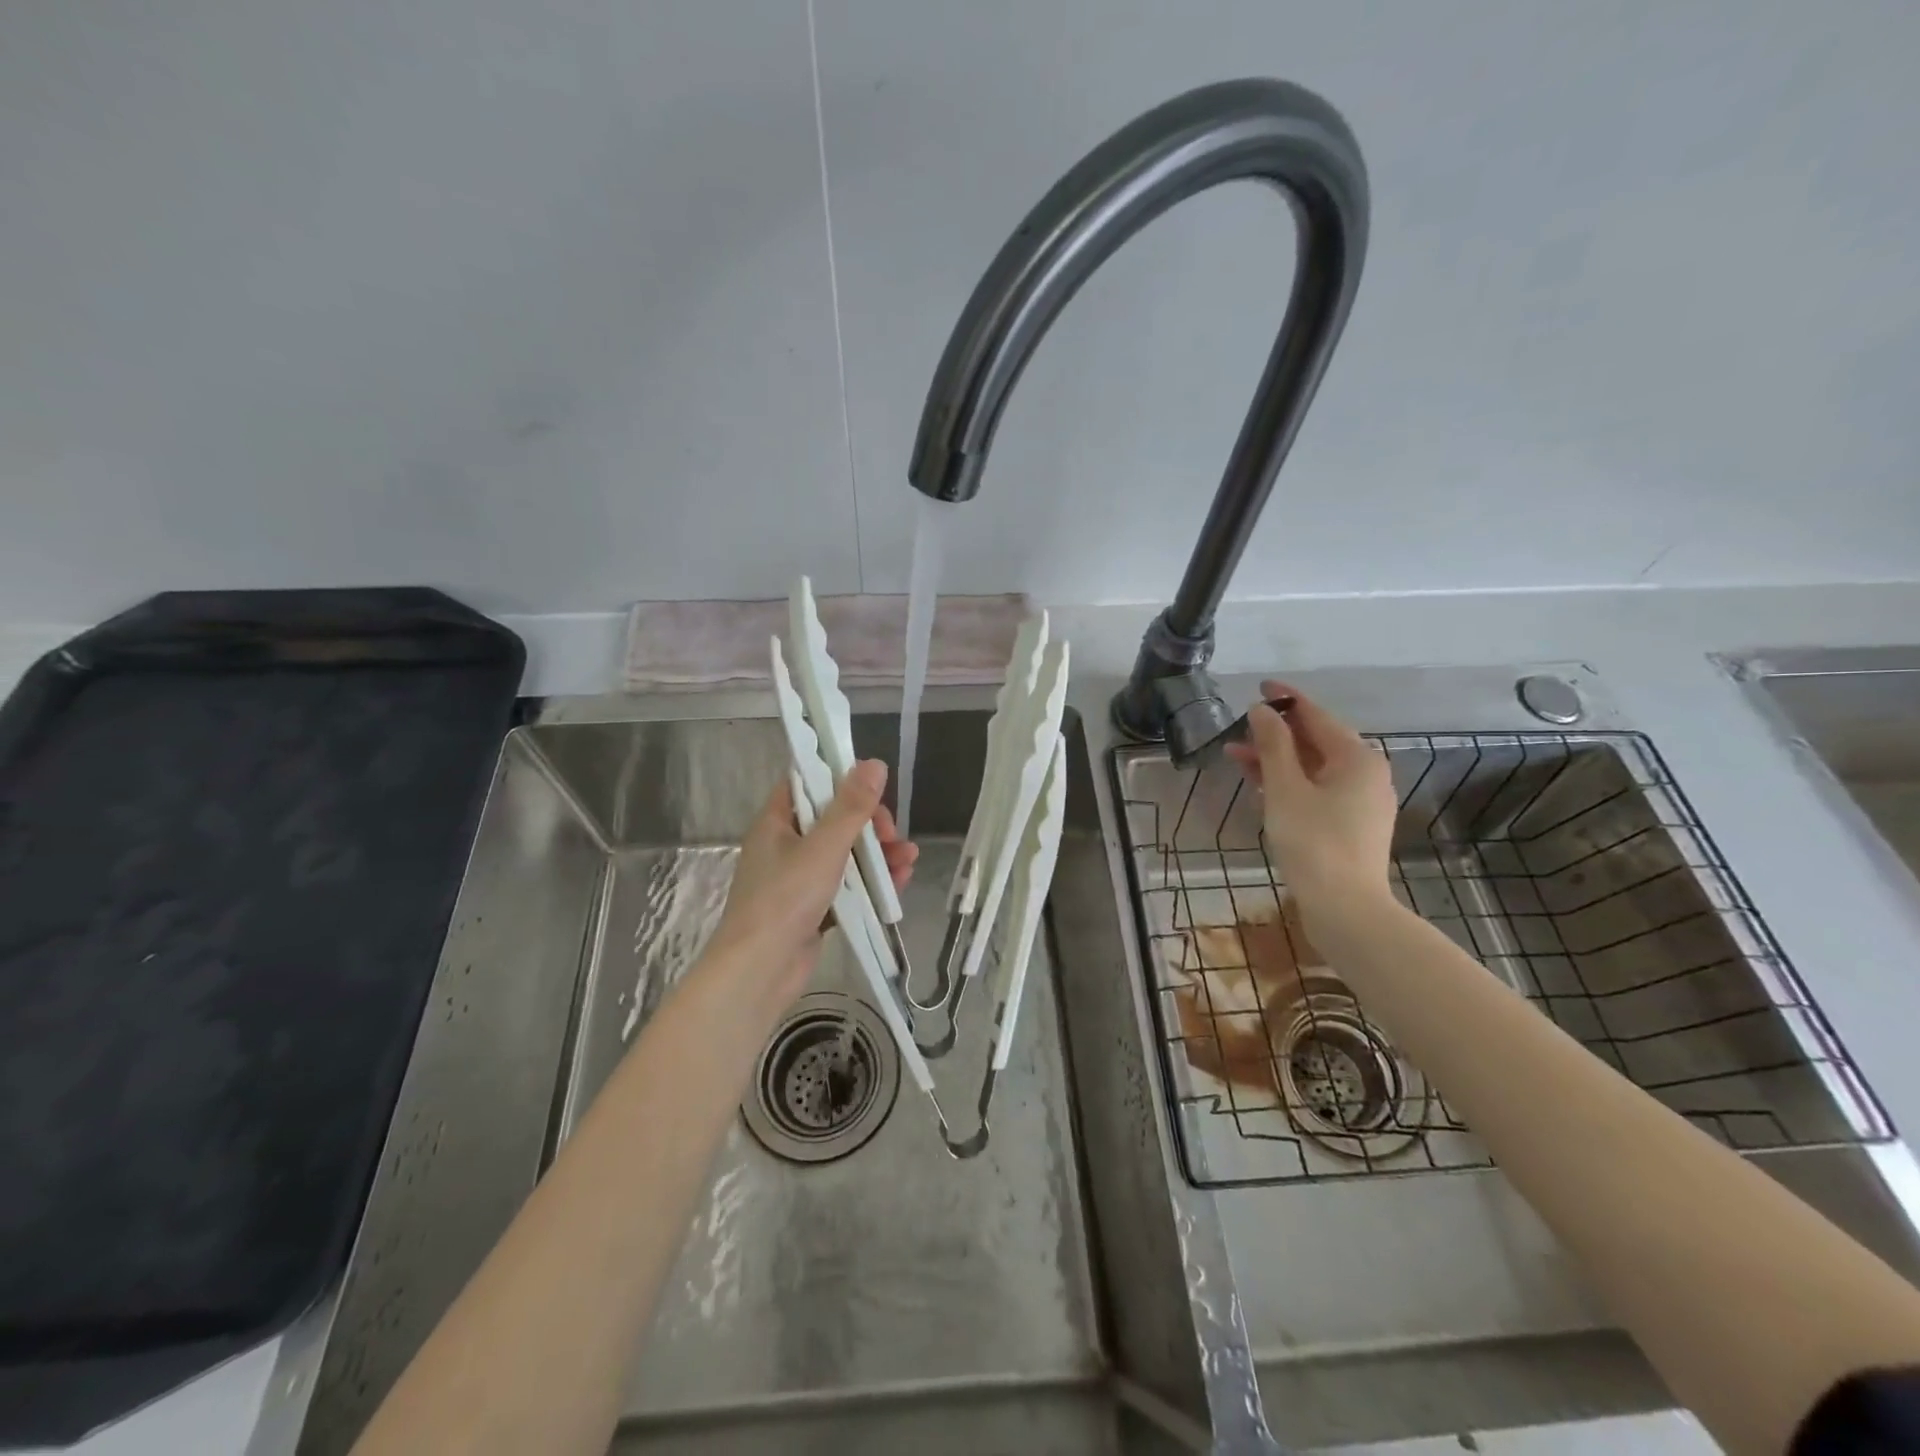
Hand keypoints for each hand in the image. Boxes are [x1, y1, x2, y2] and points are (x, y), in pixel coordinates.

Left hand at [707, 759, 917, 1010]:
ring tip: (909, 859)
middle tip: (892, 835)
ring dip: (878, 855)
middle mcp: (785, 846)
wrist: (759, 972)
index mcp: (777, 822)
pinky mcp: (813, 909)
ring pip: (845, 855)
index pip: (807, 785)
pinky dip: (871, 883)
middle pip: (833, 821)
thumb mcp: (823, 847)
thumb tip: (874, 763)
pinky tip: (900, 883)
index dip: (840, 780)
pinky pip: (847, 886)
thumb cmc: (785, 899)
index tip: (872, 787)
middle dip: (869, 825)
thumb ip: (851, 807)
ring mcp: (799, 880)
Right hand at [1224, 680, 1396, 914]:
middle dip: (1276, 733)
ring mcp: (1361, 802)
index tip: (1259, 686)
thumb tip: (1262, 710)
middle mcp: (1366, 774)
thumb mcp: (1285, 789)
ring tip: (1237, 756)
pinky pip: (1318, 790)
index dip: (1286, 699)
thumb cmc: (1313, 841)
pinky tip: (1261, 787)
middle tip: (1240, 725)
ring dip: (1278, 760)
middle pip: (1317, 742)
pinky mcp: (1351, 825)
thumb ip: (1273, 746)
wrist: (1345, 909)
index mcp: (1357, 758)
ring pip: (1314, 768)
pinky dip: (1290, 783)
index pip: (1316, 716)